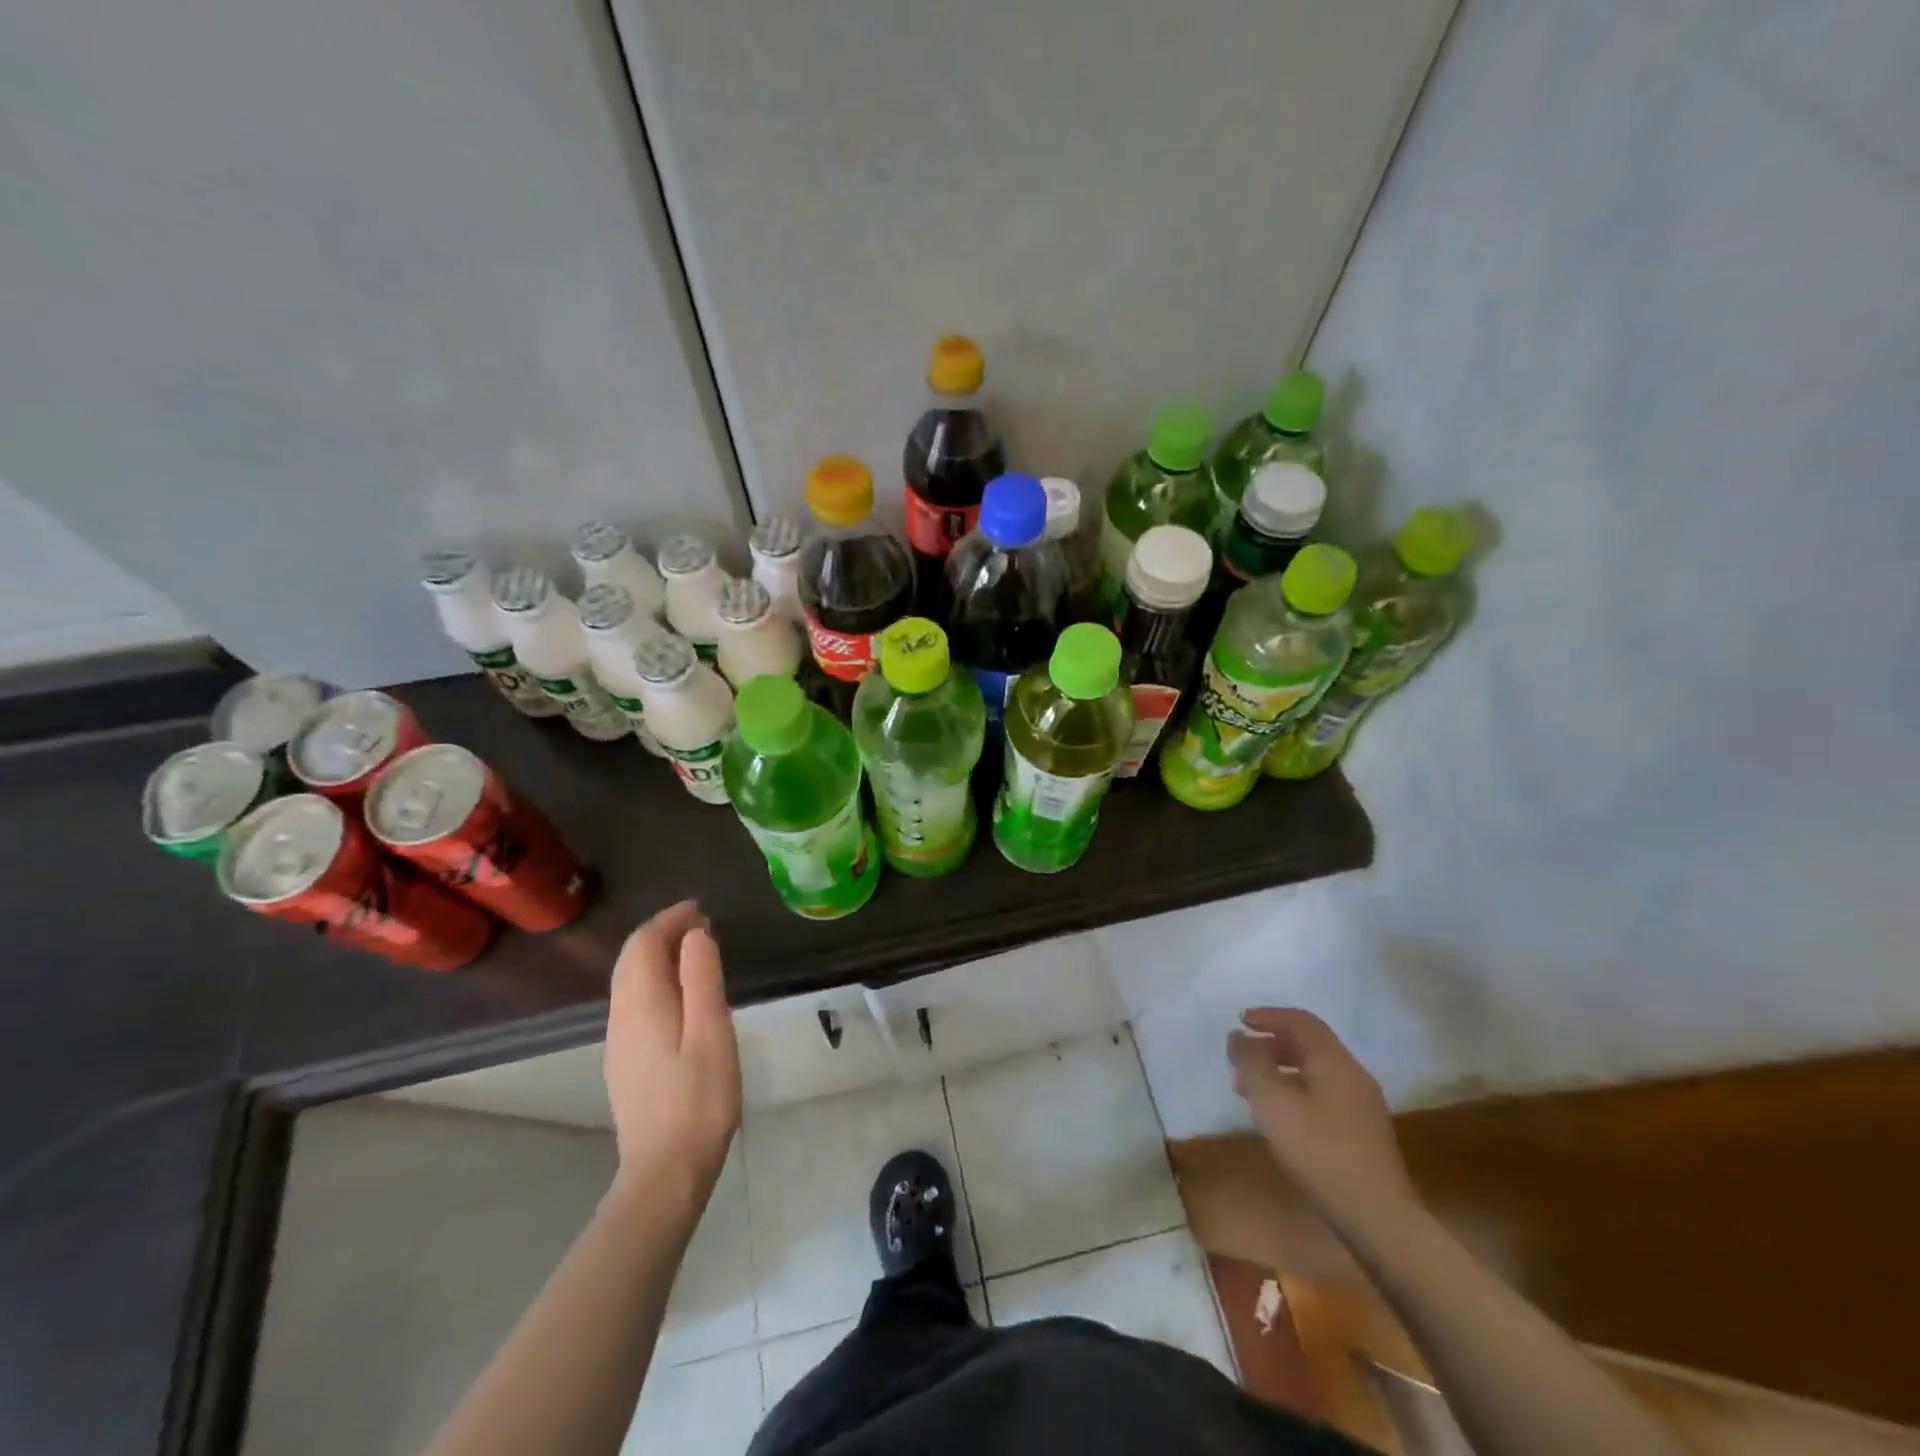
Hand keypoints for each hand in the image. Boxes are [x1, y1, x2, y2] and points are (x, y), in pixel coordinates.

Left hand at [604, 901, 740, 1202]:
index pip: (644, 943)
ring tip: (694, 952)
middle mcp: (621, 1016)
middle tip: (701, 925)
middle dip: (662, 933)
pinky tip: (679, 995)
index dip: (670, 919)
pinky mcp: (625, 1061)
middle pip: (631, 959)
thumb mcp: (711, 1031)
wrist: (665, 1171)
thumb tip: (695, 934)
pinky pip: (633, 1002)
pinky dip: (654, 980)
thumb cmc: (699, 1098)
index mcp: (642, 1004)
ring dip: (657, 956)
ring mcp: (619, 1041)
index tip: (701, 909)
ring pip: (629, 981)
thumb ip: (701, 978)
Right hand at [1228, 1007, 1418, 1241]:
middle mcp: (1353, 1076)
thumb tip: (1239, 1037)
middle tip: (1241, 1058)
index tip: (1240, 1022)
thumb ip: (1252, 1064)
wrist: (1378, 1219)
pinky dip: (1295, 1092)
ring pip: (1314, 1072)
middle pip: (1309, 1045)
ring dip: (1280, 1072)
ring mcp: (1362, 1106)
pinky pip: (1322, 1095)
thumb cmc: (1320, 1152)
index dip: (1268, 1016)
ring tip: (1251, 1090)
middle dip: (1271, 1045)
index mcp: (1335, 1062)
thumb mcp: (1273, 1102)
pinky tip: (1280, 1118)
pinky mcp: (1362, 1133)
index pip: (1301, 1022)